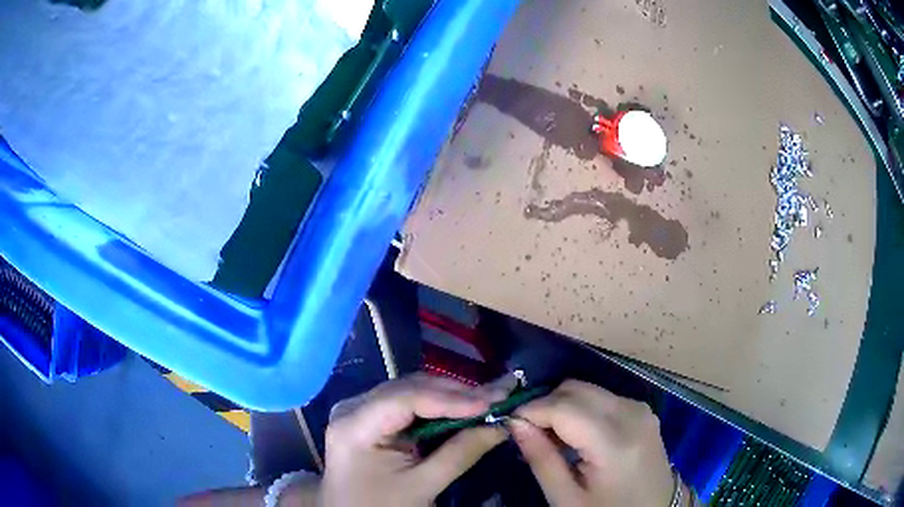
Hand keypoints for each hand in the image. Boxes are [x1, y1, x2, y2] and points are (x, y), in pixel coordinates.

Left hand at [318, 374, 506, 505]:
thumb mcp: (422, 486)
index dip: (453, 398)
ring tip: (490, 397)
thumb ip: (461, 453)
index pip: (406, 398)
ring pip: (412, 391)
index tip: (494, 401)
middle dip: (458, 393)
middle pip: (410, 389)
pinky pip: (408, 403)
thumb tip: (502, 425)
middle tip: (501, 394)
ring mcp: (359, 410)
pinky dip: (439, 405)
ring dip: (452, 395)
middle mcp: (353, 407)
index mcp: (354, 425)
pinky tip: (465, 406)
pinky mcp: (370, 418)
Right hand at [510, 380, 675, 506]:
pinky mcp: (642, 409)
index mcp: (615, 442)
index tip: (508, 422)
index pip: (563, 407)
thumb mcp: (567, 498)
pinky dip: (579, 408)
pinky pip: (601, 396)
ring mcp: (640, 408)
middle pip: (575, 389)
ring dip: (561, 405)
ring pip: (587, 389)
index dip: (531, 410)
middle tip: (526, 431)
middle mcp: (631, 413)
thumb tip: (514, 422)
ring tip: (550, 436)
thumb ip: (541, 459)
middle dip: (544, 404)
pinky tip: (574, 434)